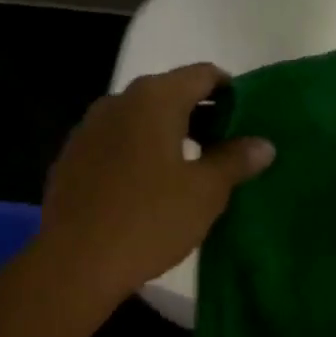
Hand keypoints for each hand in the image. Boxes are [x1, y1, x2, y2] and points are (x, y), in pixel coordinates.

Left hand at [38, 63, 273, 301]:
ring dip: (168, 132)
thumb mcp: (205, 192)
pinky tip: (148, 185)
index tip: (246, 117)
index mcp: (155, 98)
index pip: (203, 74)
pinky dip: (138, 149)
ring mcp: (90, 126)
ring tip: (190, 168)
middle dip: (200, 114)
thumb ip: (235, 160)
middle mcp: (119, 100)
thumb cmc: (149, 219)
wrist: (74, 262)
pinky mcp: (72, 155)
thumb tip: (263, 144)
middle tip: (225, 147)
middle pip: (170, 92)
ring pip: (140, 117)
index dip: (230, 90)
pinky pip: (116, 140)